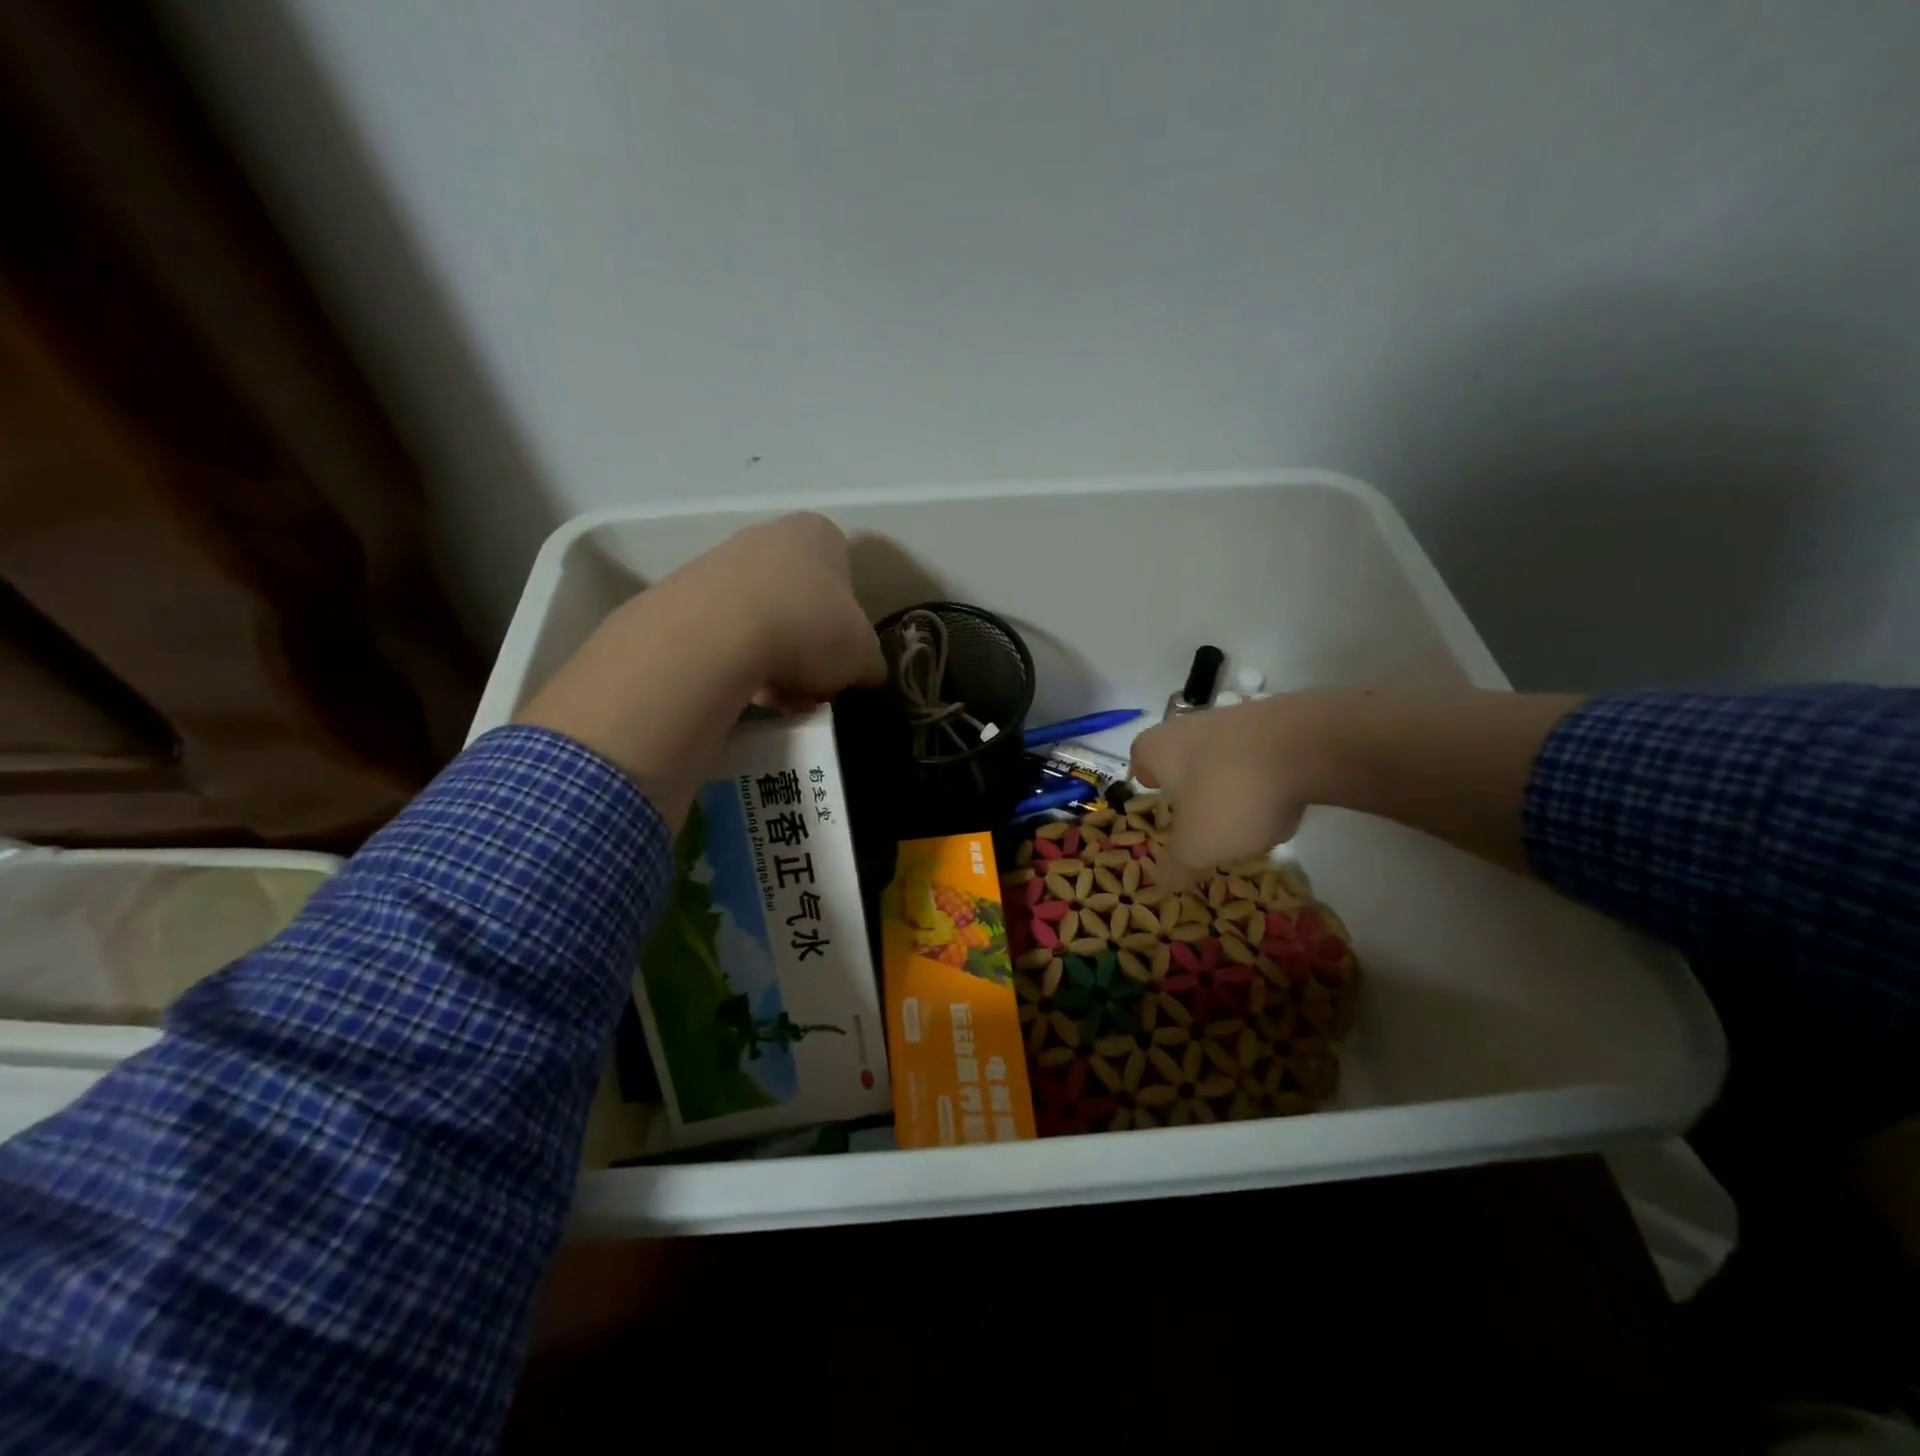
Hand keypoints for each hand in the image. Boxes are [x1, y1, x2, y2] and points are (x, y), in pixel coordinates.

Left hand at [518, 513, 884, 821]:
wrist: (716, 636)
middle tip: (811, 690)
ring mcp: (721, 562)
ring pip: (765, 624)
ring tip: (777, 700)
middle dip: (809, 653)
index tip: (841, 664)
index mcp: (819, 535)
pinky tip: (744, 693)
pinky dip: (740, 665)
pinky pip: (726, 636)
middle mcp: (769, 535)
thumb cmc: (809, 627)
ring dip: (777, 665)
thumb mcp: (864, 655)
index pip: (845, 582)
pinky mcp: (684, 594)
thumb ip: (871, 663)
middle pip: (802, 606)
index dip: (848, 629)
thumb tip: (865, 675)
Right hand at [1130, 695, 1339, 880]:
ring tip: (1249, 822)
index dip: (1149, 786)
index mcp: (1156, 749)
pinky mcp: (1273, 721)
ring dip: (1230, 788)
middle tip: (1204, 825)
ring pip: (1220, 760)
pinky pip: (1258, 756)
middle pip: (1182, 761)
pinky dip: (1265, 779)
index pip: (1140, 763)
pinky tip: (1283, 803)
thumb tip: (1160, 883)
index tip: (1163, 809)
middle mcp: (1187, 726)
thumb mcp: (1197, 847)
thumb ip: (1175, 867)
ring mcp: (1233, 719)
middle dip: (1192, 792)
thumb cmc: (1230, 795)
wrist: (1307, 746)